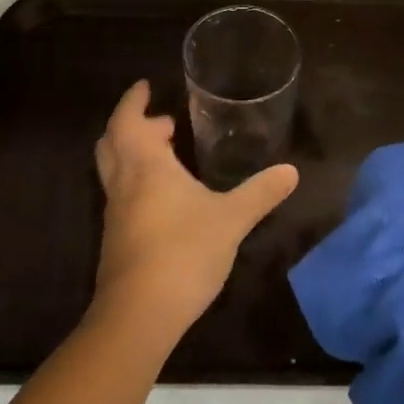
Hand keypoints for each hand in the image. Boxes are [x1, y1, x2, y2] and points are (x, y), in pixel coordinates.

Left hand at [92, 81, 297, 347]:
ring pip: (114, 170)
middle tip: (162, 121)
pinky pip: (122, 196)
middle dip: (132, 125)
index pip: (127, 121)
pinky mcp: (118, 241)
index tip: (145, 87)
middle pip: (112, 143)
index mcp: (145, 166)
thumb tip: (291, 171)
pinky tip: (166, 199)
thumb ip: (260, 193)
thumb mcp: (231, 219)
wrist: (138, 317)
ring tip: (168, 154)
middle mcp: (124, 184)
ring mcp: (116, 215)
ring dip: (134, 154)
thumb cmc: (183, 253)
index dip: (133, 100)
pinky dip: (137, 182)